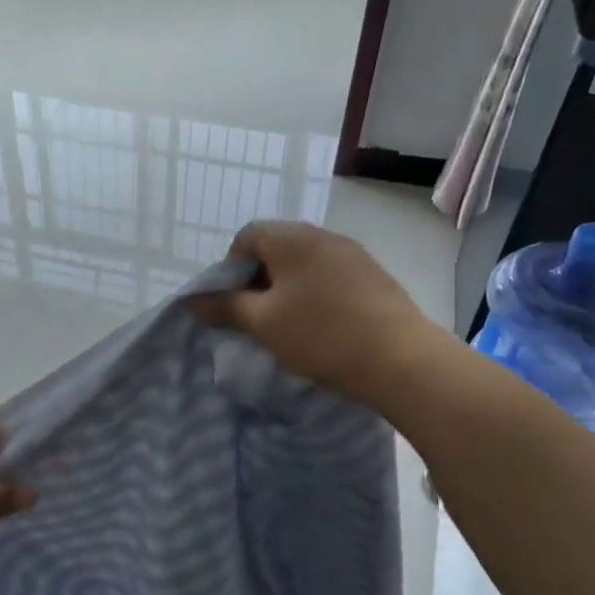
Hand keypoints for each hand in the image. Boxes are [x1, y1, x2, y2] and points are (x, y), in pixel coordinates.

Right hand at [191, 220, 443, 406]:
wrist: (401, 360)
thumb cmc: (321, 335)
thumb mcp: (263, 323)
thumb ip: (225, 307)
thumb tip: (193, 301)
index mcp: (291, 237)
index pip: (246, 236)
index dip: (231, 267)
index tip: (234, 302)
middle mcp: (322, 235)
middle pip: (276, 246)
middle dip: (258, 277)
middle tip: (257, 315)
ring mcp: (353, 253)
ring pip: (304, 262)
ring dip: (287, 286)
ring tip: (288, 323)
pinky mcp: (374, 274)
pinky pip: (330, 274)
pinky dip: (315, 292)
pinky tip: (321, 324)